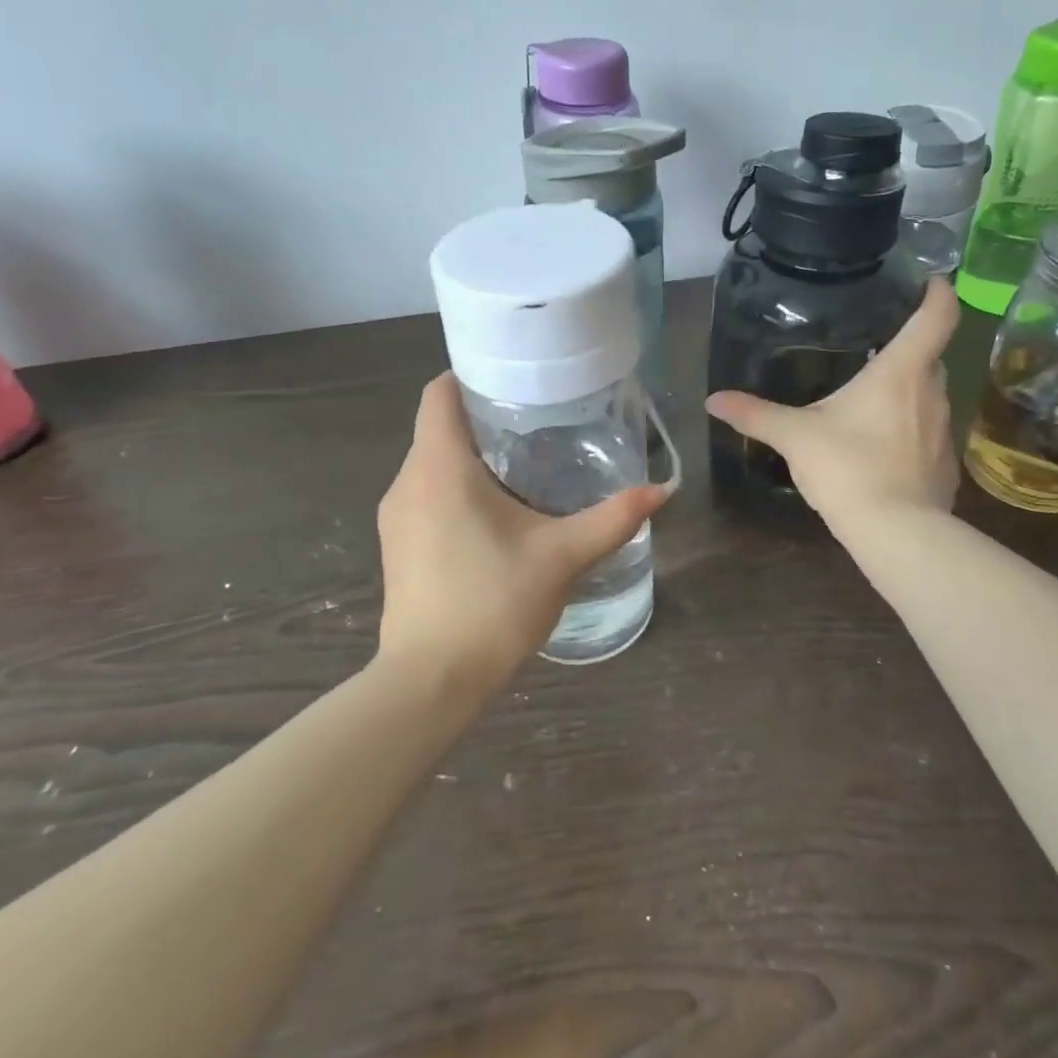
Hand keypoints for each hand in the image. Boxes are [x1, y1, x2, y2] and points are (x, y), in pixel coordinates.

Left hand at [376, 374, 670, 680]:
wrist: (430, 683)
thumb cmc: (493, 604)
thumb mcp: (562, 556)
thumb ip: (613, 519)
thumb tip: (662, 491)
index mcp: (439, 468)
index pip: (440, 393)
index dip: (472, 375)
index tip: (516, 380)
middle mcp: (408, 482)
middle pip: (439, 427)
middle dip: (484, 419)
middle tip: (540, 422)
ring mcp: (395, 517)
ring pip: (432, 464)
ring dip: (471, 457)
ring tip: (525, 465)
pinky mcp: (397, 547)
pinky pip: (426, 495)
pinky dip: (457, 489)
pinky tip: (497, 514)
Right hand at [706, 278, 959, 525]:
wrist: (896, 532)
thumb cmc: (848, 468)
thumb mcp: (795, 437)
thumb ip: (755, 414)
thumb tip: (713, 399)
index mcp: (902, 371)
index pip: (937, 315)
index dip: (938, 291)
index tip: (930, 280)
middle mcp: (933, 391)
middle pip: (930, 354)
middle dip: (909, 347)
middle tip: (875, 346)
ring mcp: (945, 429)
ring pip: (929, 394)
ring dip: (907, 390)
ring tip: (873, 397)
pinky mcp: (945, 463)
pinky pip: (929, 431)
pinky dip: (911, 428)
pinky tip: (883, 446)